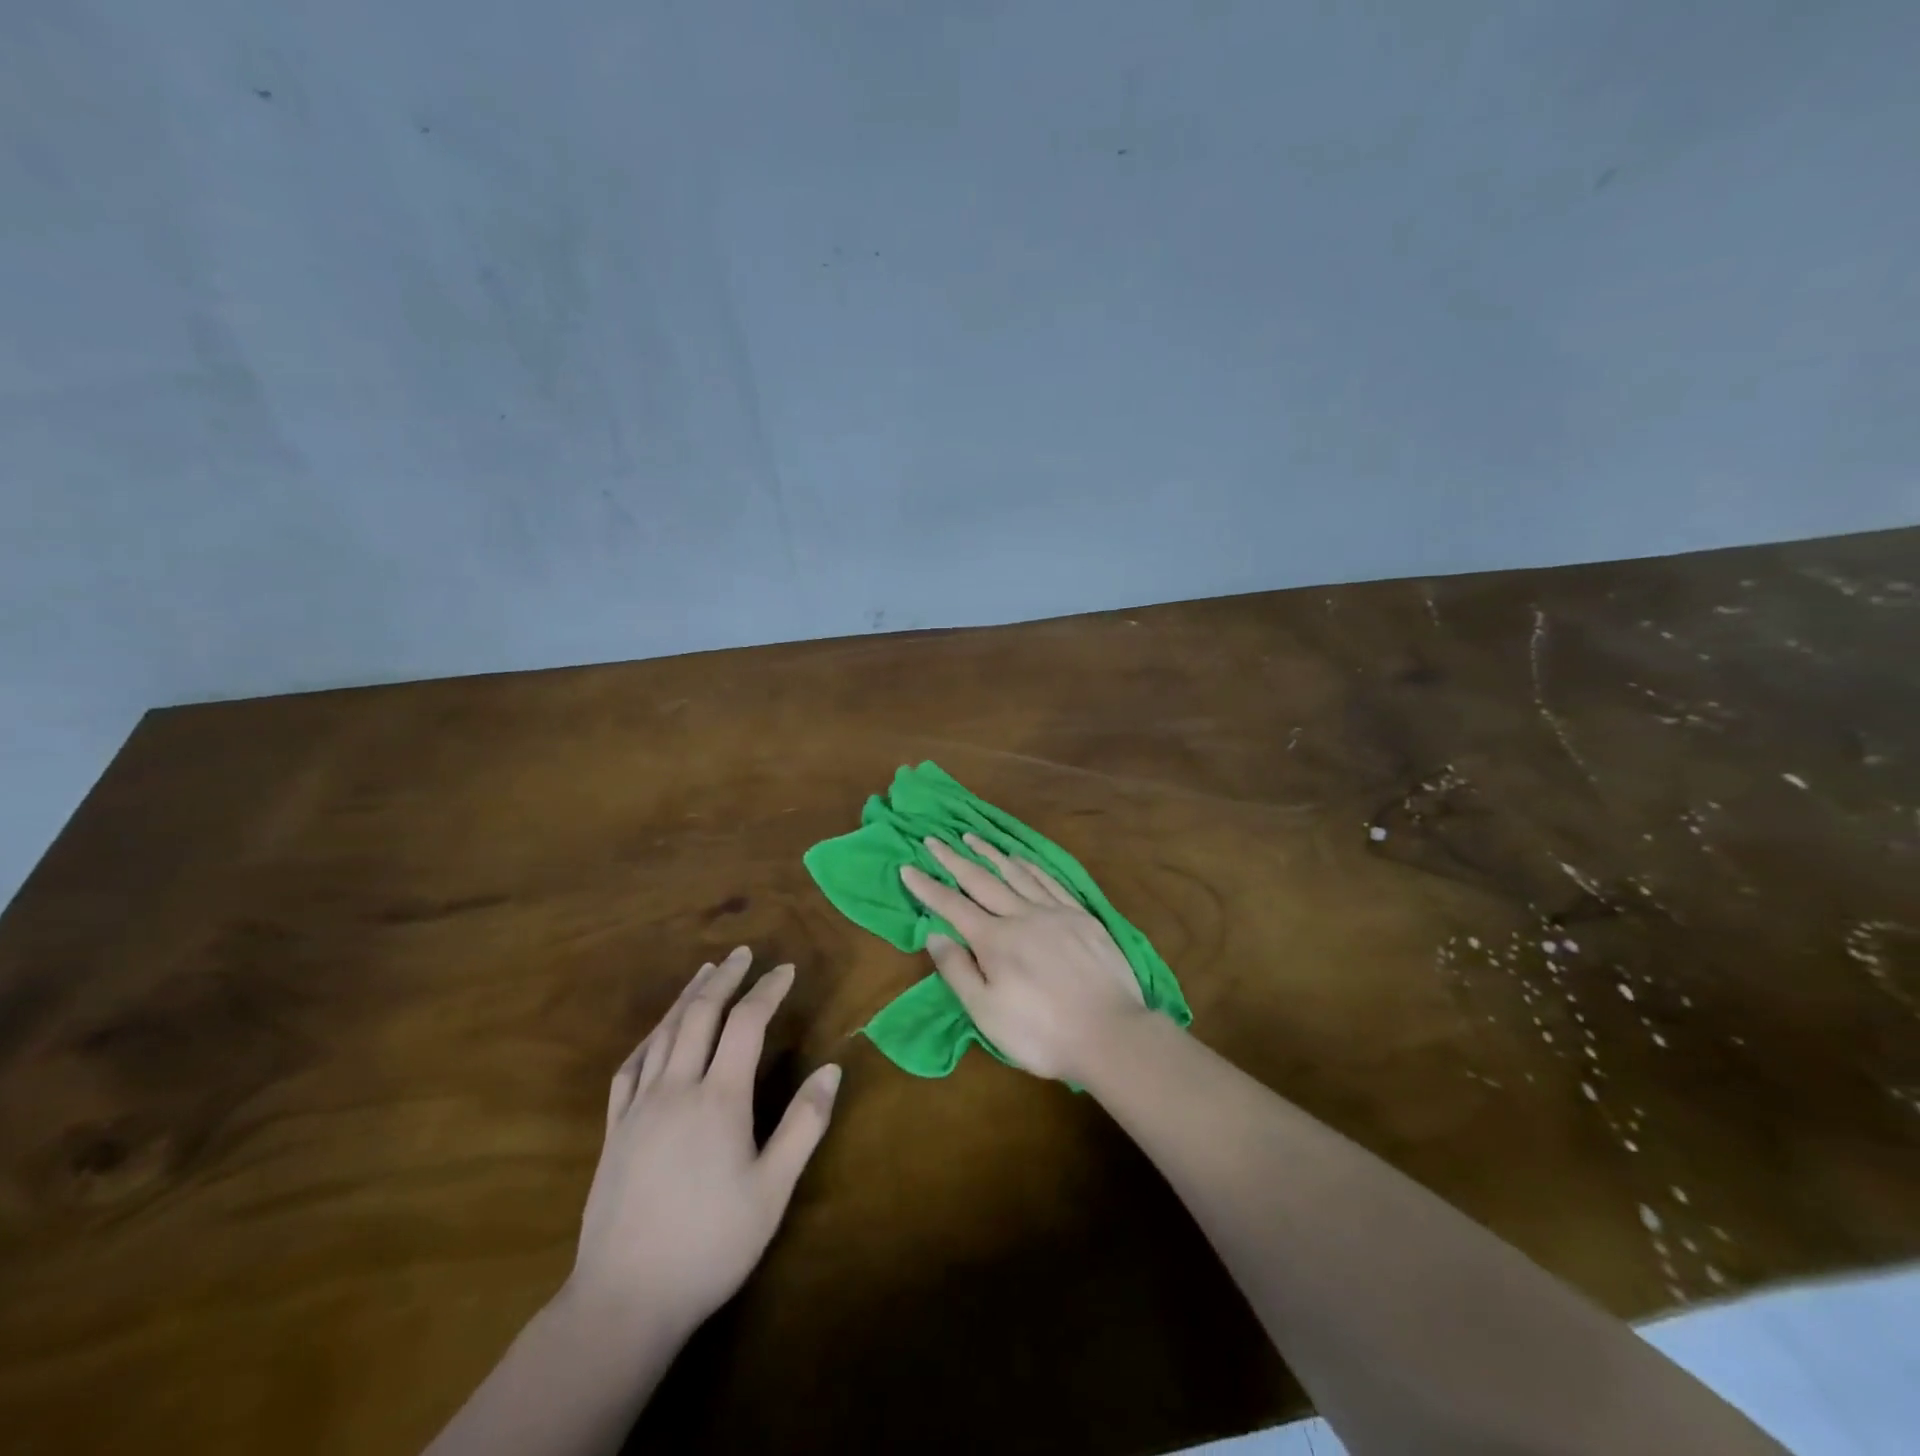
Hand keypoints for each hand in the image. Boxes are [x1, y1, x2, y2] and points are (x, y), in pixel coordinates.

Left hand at [564, 947, 840, 1340]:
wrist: (624, 1300)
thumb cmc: (710, 1245)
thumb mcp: (772, 1191)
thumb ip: (804, 1125)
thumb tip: (832, 1069)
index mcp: (719, 1099)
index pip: (746, 1024)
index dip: (767, 990)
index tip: (785, 969)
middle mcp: (677, 1088)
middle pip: (701, 1015)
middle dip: (724, 978)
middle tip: (743, 953)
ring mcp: (639, 1106)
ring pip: (664, 1032)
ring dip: (688, 997)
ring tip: (705, 972)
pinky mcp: (614, 1129)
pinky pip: (630, 1066)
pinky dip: (650, 1036)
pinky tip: (657, 1031)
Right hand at [899, 835, 1146, 1081]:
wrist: (1111, 1033)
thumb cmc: (1041, 1032)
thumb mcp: (987, 1013)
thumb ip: (958, 971)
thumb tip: (935, 933)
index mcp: (995, 940)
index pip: (952, 906)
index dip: (927, 887)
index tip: (908, 867)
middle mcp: (1022, 915)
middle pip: (982, 880)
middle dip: (954, 859)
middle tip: (934, 839)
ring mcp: (1055, 912)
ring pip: (1016, 873)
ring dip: (990, 853)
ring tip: (972, 837)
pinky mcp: (1082, 916)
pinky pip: (1050, 881)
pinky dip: (1030, 866)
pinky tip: (1022, 859)